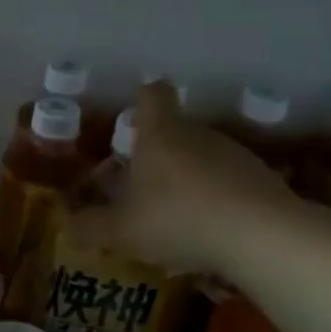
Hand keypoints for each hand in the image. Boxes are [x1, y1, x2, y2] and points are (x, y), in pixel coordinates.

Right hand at [71, 80, 294, 276]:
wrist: (260, 235)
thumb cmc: (178, 219)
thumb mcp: (122, 231)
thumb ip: (92, 227)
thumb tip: (67, 224)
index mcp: (160, 134)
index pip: (153, 95)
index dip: (143, 99)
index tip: (136, 115)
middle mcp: (197, 134)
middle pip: (176, 130)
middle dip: (160, 155)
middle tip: (144, 189)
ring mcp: (234, 153)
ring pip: (204, 158)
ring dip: (191, 180)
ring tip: (179, 218)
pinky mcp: (262, 178)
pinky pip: (231, 182)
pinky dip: (220, 200)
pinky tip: (214, 232)